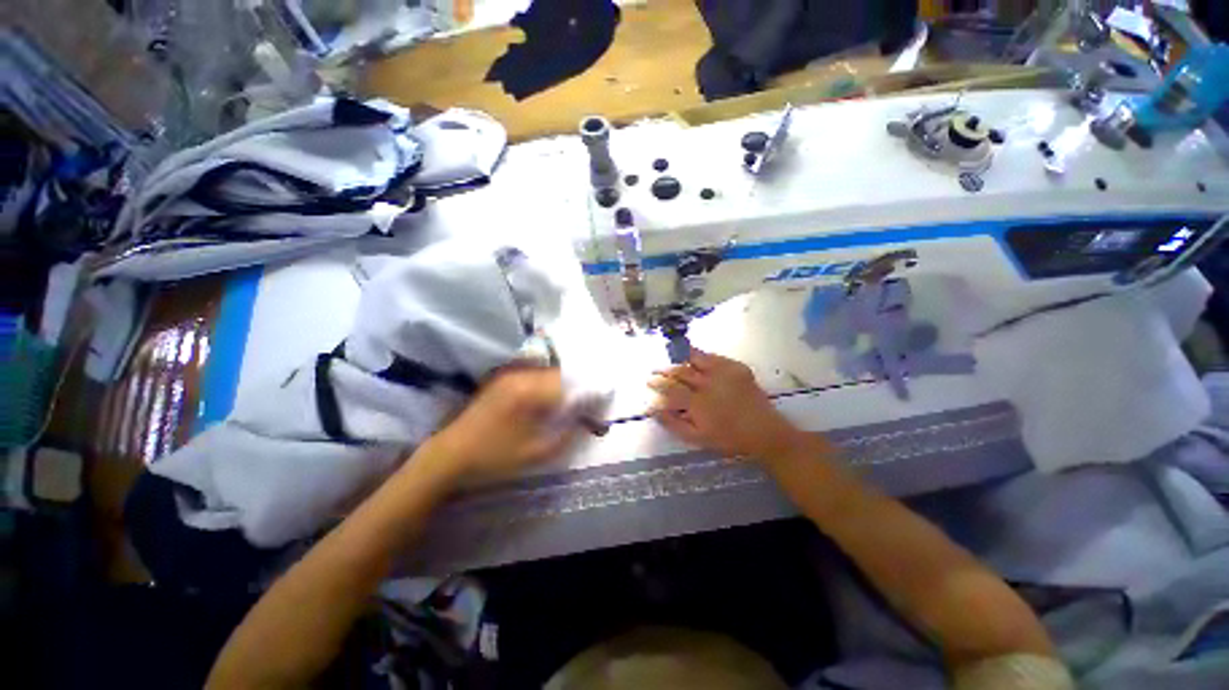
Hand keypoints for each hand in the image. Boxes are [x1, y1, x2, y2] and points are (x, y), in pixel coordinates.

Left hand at [421, 366, 578, 486]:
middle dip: (579, 385)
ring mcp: (511, 374)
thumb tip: (587, 419)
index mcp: (530, 393)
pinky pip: (535, 374)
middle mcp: (522, 376)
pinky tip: (552, 396)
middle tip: (589, 401)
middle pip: (561, 374)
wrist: (450, 454)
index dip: (589, 392)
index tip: (602, 401)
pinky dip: (549, 382)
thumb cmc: (494, 456)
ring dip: (565, 383)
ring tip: (574, 399)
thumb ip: (567, 433)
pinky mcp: (503, 378)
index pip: (571, 385)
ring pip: (549, 372)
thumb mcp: (536, 453)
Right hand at [649, 349, 809, 460]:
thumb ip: (673, 424)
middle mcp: (708, 384)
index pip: (670, 388)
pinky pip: (714, 357)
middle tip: (655, 369)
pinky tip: (696, 358)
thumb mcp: (697, 438)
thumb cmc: (728, 439)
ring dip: (681, 358)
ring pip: (696, 359)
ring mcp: (724, 373)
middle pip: (680, 371)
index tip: (648, 380)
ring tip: (672, 357)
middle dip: (665, 369)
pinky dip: (702, 357)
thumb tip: (654, 411)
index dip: (657, 383)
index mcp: (697, 403)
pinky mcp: (737, 368)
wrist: (764, 432)